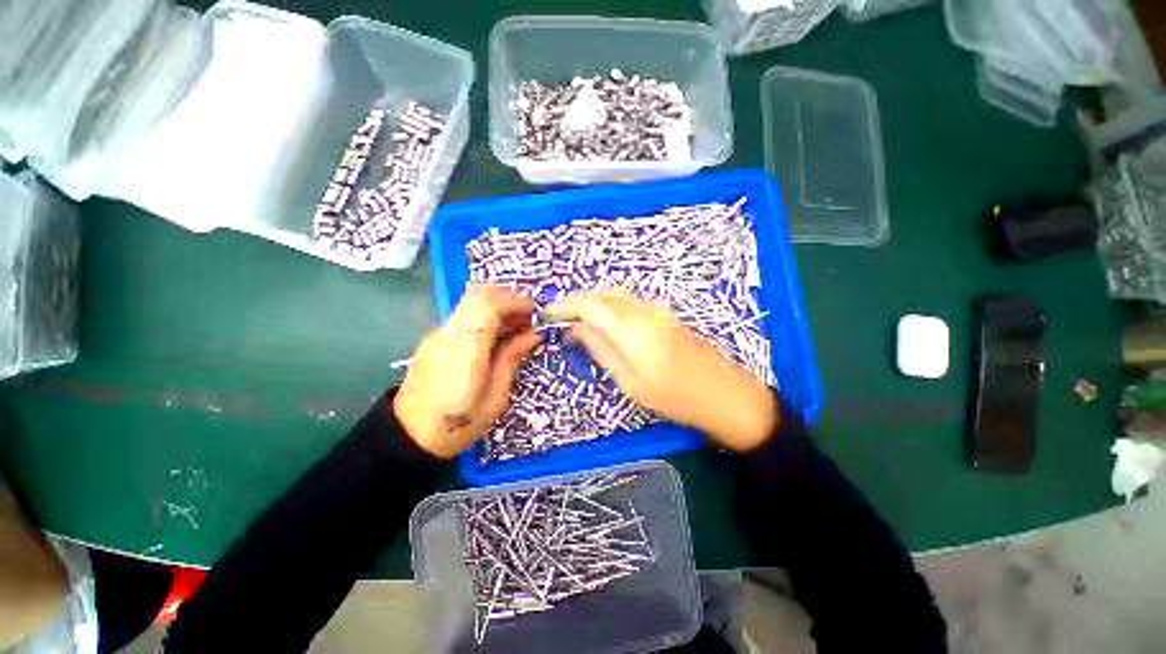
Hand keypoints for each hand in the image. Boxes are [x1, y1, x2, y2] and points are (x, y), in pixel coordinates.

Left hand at [393, 286, 539, 458]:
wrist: (409, 437)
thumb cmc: (459, 423)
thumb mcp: (496, 396)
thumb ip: (512, 358)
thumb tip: (533, 334)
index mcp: (465, 350)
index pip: (488, 306)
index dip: (514, 302)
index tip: (534, 313)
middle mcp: (449, 334)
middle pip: (478, 295)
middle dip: (508, 299)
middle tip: (527, 317)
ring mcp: (438, 334)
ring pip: (470, 302)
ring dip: (497, 306)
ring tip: (517, 326)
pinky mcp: (435, 339)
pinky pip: (464, 315)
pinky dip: (485, 316)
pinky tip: (497, 335)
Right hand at [547, 288, 778, 451]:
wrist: (723, 393)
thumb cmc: (674, 397)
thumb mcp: (630, 381)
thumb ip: (601, 349)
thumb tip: (576, 329)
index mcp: (632, 329)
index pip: (590, 305)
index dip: (567, 305)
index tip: (550, 314)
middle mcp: (644, 311)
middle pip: (603, 294)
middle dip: (579, 301)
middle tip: (563, 319)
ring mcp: (657, 310)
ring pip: (617, 295)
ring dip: (595, 302)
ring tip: (580, 322)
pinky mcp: (665, 314)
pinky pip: (630, 301)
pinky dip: (611, 306)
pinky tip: (606, 323)